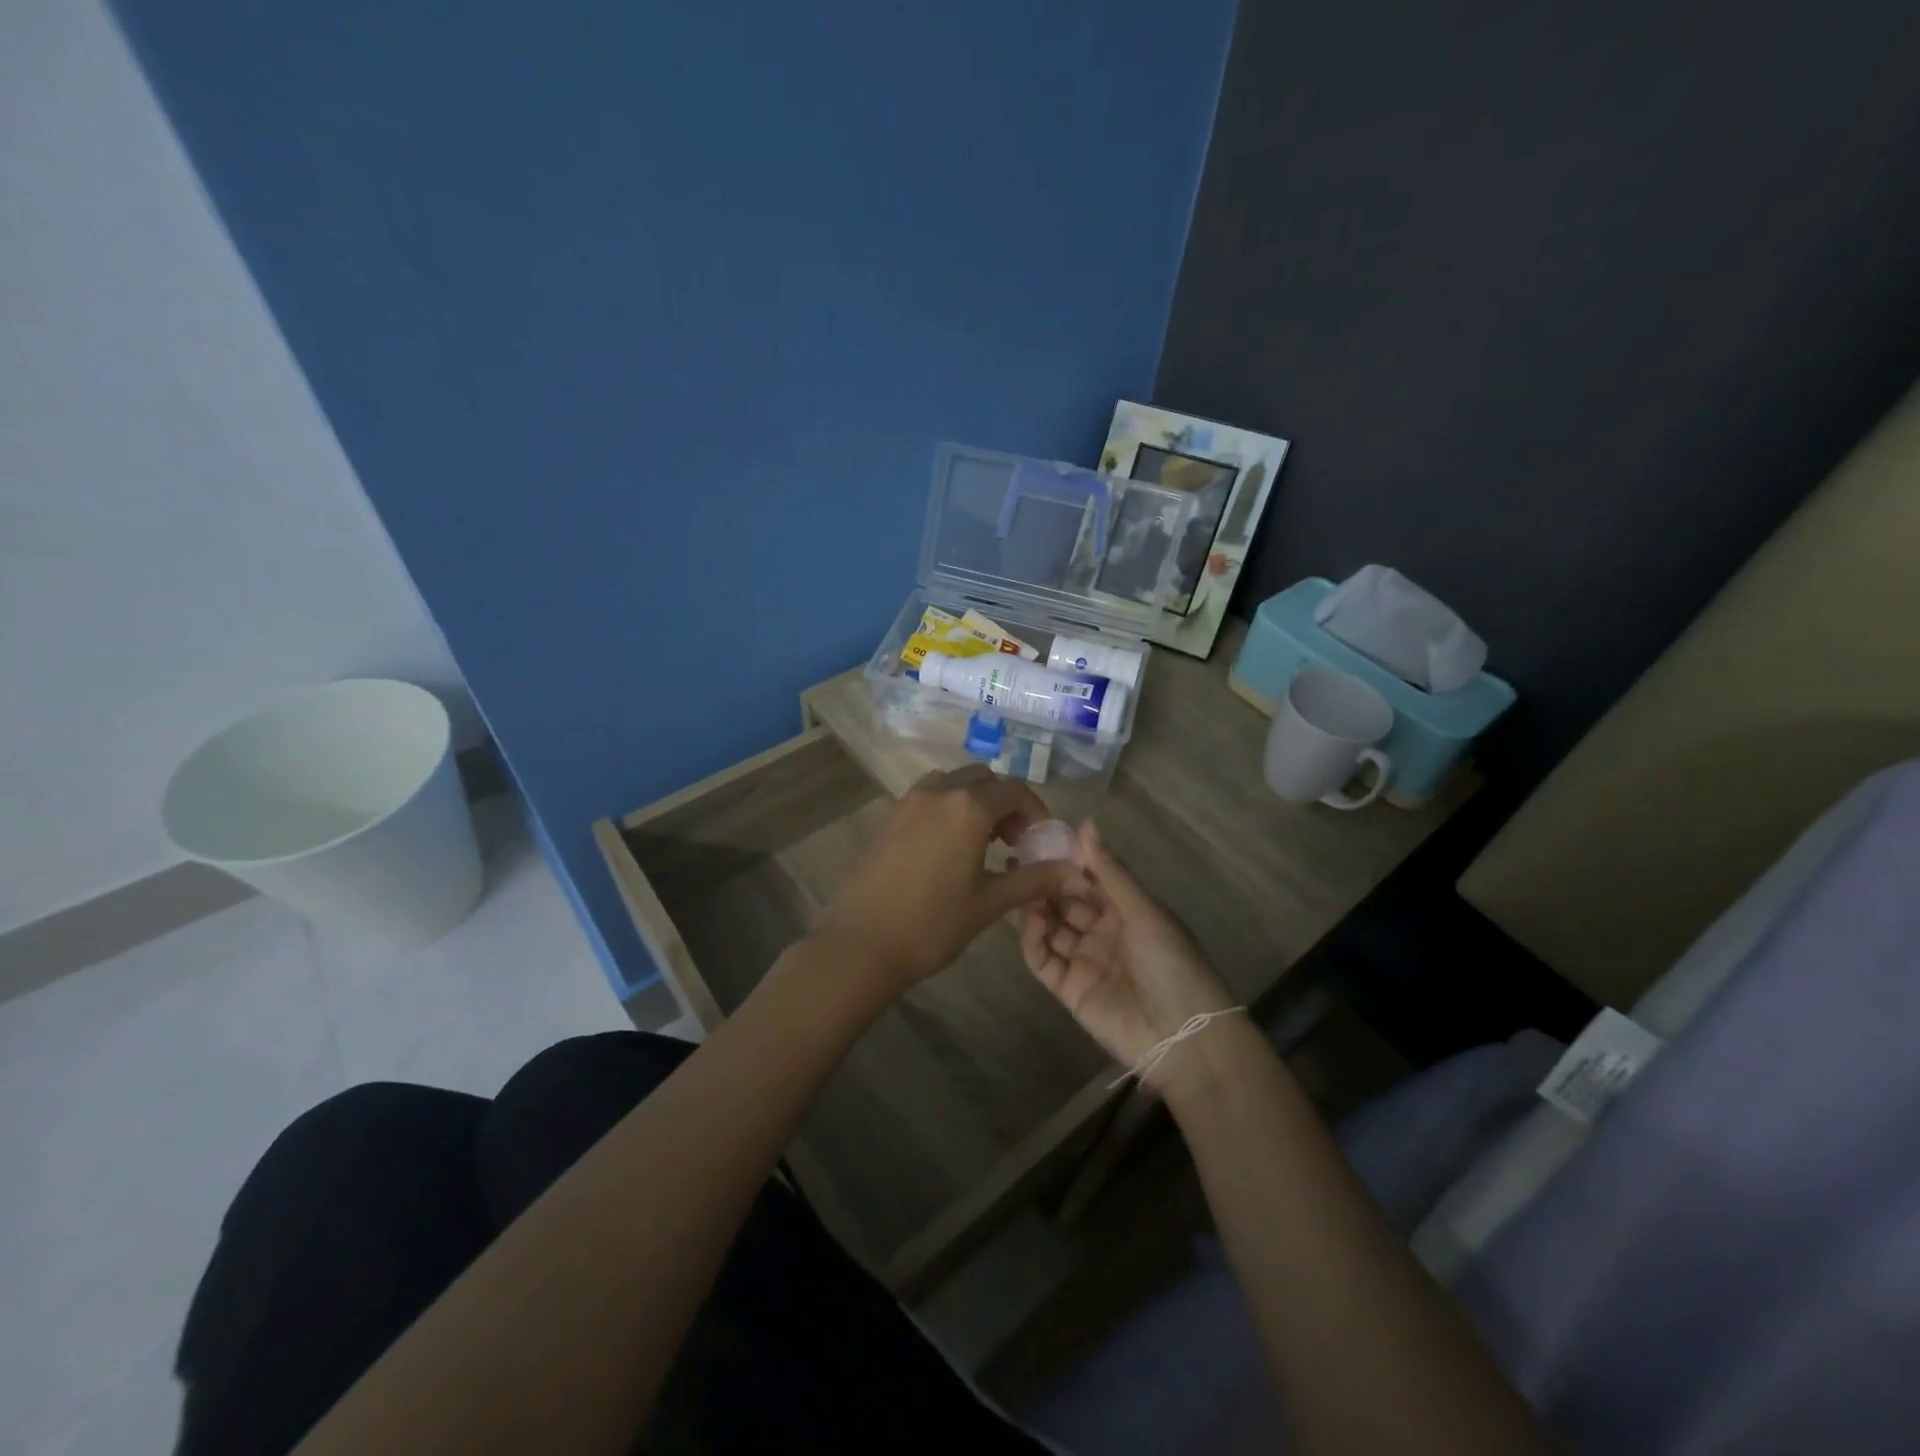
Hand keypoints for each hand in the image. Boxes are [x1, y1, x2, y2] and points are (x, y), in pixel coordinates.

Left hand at [811, 765, 1081, 1000]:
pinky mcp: (890, 817)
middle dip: (1006, 803)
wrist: (862, 943)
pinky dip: (949, 807)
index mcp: (968, 806)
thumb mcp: (990, 902)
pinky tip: (949, 848)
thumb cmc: (932, 924)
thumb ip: (1035, 880)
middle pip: (984, 779)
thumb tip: (1077, 873)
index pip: (1015, 791)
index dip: (1036, 812)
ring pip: (953, 783)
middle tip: (1014, 842)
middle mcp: (939, 792)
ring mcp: (909, 801)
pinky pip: (929, 796)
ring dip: (975, 801)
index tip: (1040, 841)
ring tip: (983, 843)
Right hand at [1021, 821, 1234, 1080]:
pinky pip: (1043, 960)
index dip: (1068, 860)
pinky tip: (1031, 921)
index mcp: (1127, 911)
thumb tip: (1085, 824)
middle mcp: (1103, 932)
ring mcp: (1084, 961)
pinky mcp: (1068, 989)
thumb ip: (1110, 872)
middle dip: (1046, 881)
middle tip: (1018, 860)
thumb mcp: (1145, 912)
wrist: (1183, 1038)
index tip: (1040, 839)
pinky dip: (1033, 941)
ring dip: (1036, 907)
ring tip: (1018, 886)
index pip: (1091, 879)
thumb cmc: (1172, 964)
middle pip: (1067, 901)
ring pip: (1052, 927)